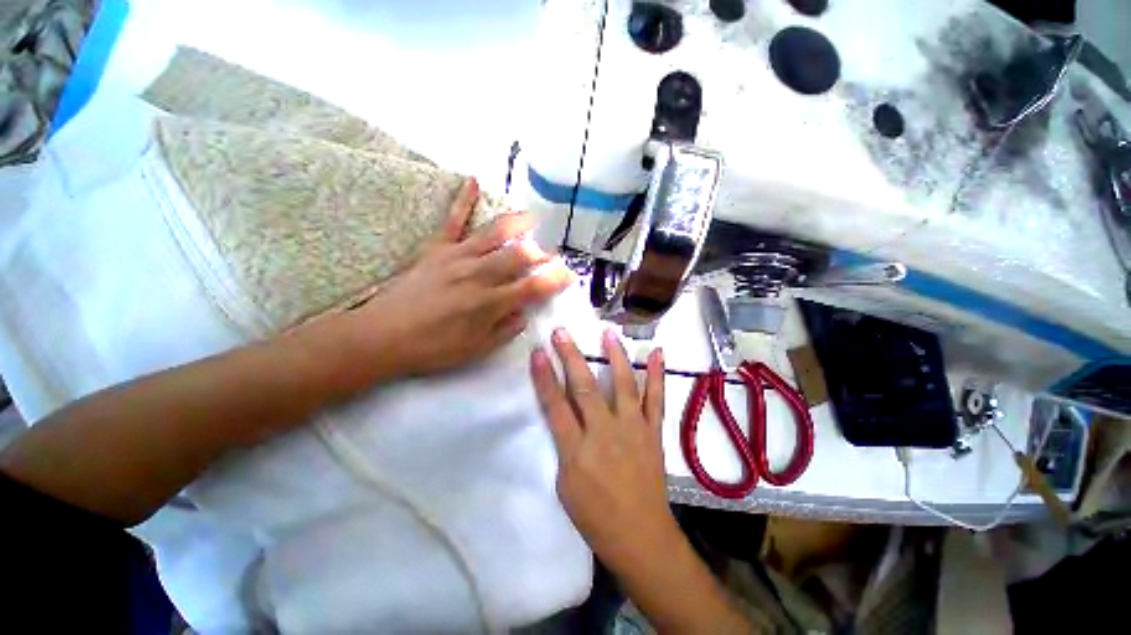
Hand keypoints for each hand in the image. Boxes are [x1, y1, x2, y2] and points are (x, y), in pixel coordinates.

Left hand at [354, 179, 572, 375]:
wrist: (382, 337)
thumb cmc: (433, 349)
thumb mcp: (476, 350)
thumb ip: (505, 330)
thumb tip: (524, 312)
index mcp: (490, 303)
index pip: (532, 288)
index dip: (555, 281)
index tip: (569, 276)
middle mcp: (478, 275)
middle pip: (519, 257)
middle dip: (541, 254)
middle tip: (552, 255)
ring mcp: (457, 258)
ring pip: (494, 235)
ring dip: (518, 225)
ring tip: (534, 217)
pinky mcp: (436, 250)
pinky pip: (453, 222)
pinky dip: (463, 201)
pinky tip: (473, 181)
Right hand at [530, 326, 676, 570]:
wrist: (640, 535)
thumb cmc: (595, 515)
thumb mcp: (565, 484)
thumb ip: (565, 444)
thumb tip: (566, 415)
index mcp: (577, 451)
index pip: (555, 406)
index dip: (544, 377)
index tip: (538, 352)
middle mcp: (605, 433)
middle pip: (584, 388)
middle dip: (571, 357)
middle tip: (562, 332)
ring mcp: (633, 429)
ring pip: (622, 385)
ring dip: (615, 356)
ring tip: (608, 332)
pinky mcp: (653, 431)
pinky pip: (656, 399)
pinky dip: (656, 374)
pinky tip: (656, 353)